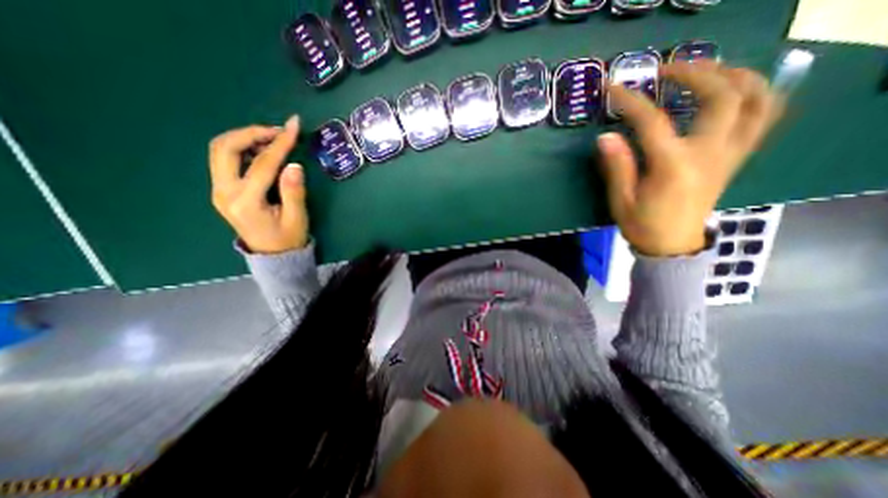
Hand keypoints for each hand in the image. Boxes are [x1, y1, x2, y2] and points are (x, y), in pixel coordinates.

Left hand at [209, 115, 308, 253]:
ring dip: (245, 138)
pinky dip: (243, 148)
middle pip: (226, 148)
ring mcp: (219, 190)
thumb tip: (294, 165)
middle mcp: (224, 192)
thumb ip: (294, 192)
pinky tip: (263, 151)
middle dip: (251, 133)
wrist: (272, 255)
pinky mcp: (223, 189)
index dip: (280, 143)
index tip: (294, 126)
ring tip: (273, 138)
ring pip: (221, 150)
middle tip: (278, 131)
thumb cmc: (288, 239)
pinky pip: (226, 159)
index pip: (262, 164)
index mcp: (245, 202)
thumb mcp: (297, 218)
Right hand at [600, 63, 778, 257]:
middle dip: (695, 73)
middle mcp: (709, 153)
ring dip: (735, 75)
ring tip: (707, 70)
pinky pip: (763, 117)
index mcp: (673, 166)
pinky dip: (754, 94)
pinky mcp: (736, 158)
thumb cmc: (643, 224)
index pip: (653, 122)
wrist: (673, 245)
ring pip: (756, 99)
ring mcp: (729, 154)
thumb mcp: (621, 199)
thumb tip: (605, 137)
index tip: (613, 87)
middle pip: (721, 96)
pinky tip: (732, 90)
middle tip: (667, 70)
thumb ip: (617, 166)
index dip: (631, 101)